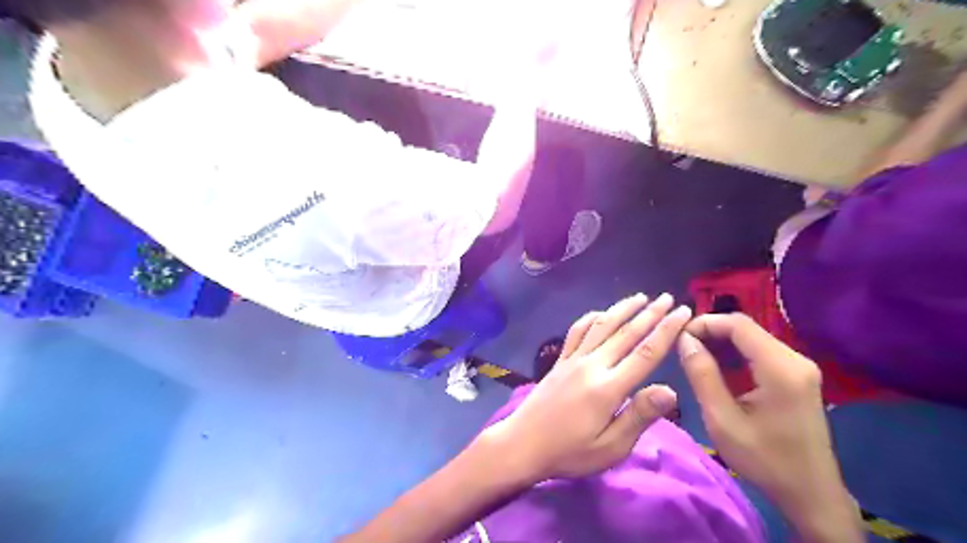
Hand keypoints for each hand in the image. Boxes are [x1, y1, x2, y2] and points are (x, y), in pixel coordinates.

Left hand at [483, 295, 687, 481]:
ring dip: (622, 309)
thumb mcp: (610, 447)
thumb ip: (639, 416)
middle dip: (650, 313)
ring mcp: (572, 359)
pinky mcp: (559, 360)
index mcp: (608, 387)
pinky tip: (600, 313)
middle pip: (625, 333)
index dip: (666, 330)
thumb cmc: (569, 452)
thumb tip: (671, 390)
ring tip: (640, 297)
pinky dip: (591, 318)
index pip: (645, 353)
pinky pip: (576, 332)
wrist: (522, 444)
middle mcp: (591, 365)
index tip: (683, 312)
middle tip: (668, 298)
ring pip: (601, 326)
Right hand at [678, 313, 859, 540]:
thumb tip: (684, 340)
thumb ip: (702, 375)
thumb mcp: (722, 419)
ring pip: (753, 339)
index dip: (705, 323)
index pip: (738, 325)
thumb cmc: (764, 460)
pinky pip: (761, 352)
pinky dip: (736, 353)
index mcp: (781, 368)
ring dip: (722, 342)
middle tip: (682, 347)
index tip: (678, 336)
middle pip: (746, 329)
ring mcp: (800, 367)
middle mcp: (795, 360)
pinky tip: (718, 367)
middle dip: (711, 332)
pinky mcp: (798, 376)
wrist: (811, 494)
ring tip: (693, 355)